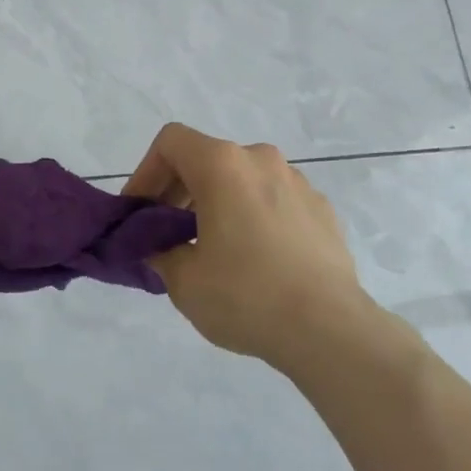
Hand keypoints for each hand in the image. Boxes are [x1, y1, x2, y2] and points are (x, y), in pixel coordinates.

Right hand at [123, 123, 374, 371]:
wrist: (329, 328)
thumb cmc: (246, 296)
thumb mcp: (184, 281)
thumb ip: (160, 252)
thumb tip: (161, 247)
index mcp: (223, 165)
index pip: (171, 141)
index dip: (146, 171)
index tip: (141, 212)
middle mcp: (261, 160)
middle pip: (207, 159)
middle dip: (180, 191)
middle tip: (169, 235)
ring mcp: (297, 182)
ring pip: (243, 179)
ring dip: (219, 203)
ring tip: (213, 250)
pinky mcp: (322, 208)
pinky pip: (274, 200)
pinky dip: (254, 217)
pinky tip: (256, 260)